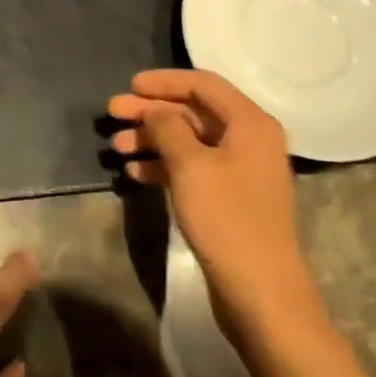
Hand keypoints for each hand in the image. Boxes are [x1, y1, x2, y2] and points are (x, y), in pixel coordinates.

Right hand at [109, 68, 318, 325]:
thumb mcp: (190, 165)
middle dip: (151, 111)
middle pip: (193, 111)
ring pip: (189, 140)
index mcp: (250, 123)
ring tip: (116, 146)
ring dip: (152, 139)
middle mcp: (250, 140)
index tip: (130, 85)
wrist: (262, 295)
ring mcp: (240, 171)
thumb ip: (168, 126)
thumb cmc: (226, 219)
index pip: (203, 84)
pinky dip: (164, 165)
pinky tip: (134, 172)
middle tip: (113, 113)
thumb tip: (155, 110)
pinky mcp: (230, 199)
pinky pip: (193, 168)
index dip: (164, 81)